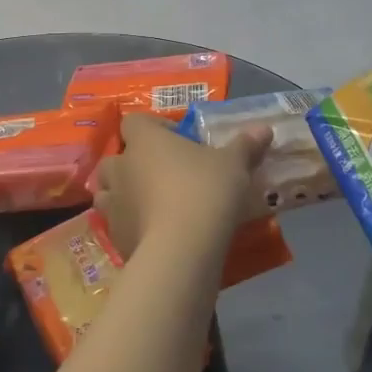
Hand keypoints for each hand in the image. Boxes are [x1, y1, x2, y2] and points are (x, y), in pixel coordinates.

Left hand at [93, 114, 272, 260]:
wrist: (181, 250)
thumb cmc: (205, 191)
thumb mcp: (234, 165)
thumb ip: (245, 145)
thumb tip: (264, 129)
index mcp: (145, 141)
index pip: (135, 121)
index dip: (153, 127)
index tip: (177, 139)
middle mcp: (121, 167)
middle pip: (115, 158)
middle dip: (132, 164)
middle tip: (161, 174)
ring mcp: (112, 204)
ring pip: (107, 192)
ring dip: (124, 194)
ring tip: (151, 204)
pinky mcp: (115, 236)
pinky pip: (118, 224)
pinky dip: (131, 225)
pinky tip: (154, 234)